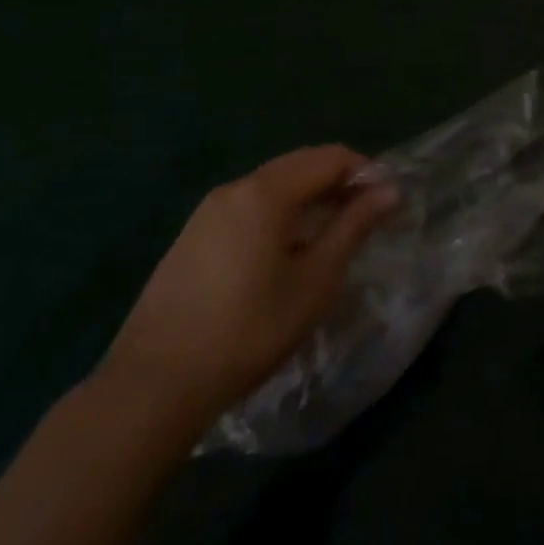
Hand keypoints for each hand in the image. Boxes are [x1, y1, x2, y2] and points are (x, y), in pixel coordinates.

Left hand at [97, 144, 398, 442]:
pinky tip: (286, 253)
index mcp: (265, 192)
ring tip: (331, 236)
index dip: (366, 172)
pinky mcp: (191, 238)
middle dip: (339, 182)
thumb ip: (354, 226)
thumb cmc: (249, 329)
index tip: (387, 204)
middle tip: (366, 217)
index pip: (330, 158)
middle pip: (300, 165)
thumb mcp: (316, 279)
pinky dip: (279, 214)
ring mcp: (207, 213)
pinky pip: (248, 208)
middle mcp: (234, 189)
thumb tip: (390, 189)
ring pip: (273, 186)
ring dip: (310, 198)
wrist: (153, 386)